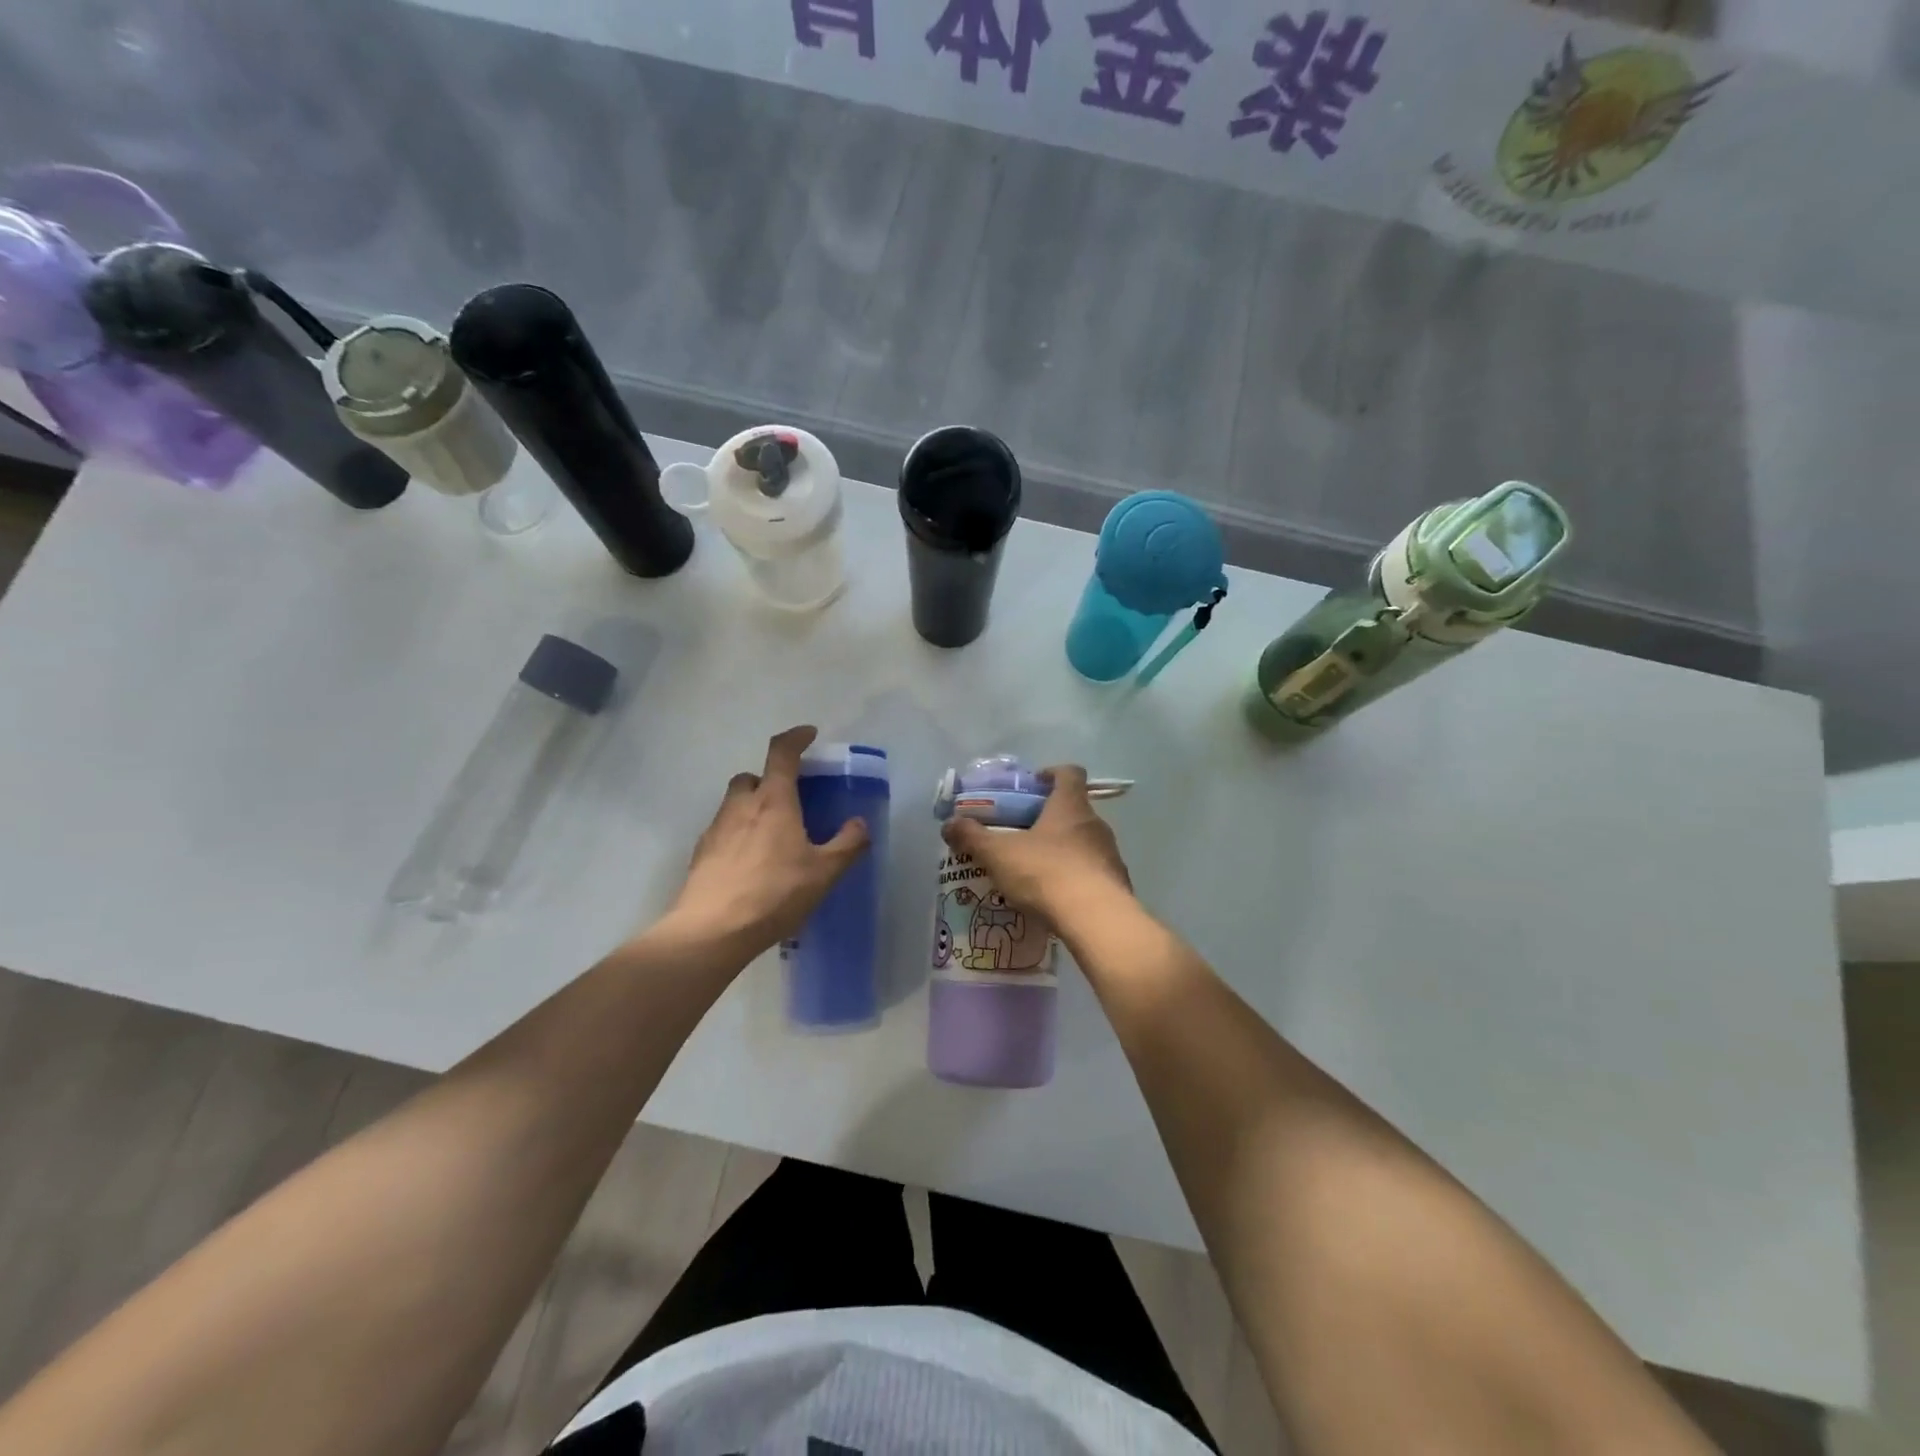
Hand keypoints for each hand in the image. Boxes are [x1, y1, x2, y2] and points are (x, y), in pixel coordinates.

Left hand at [662, 726, 870, 957]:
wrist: (712, 930)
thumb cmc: (774, 894)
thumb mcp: (823, 873)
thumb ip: (847, 844)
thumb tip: (860, 824)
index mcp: (773, 801)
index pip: (781, 753)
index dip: (796, 738)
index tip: (809, 734)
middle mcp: (741, 805)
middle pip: (752, 777)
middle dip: (770, 780)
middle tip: (790, 801)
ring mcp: (716, 828)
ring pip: (735, 804)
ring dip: (753, 808)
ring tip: (772, 838)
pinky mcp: (701, 853)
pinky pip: (723, 831)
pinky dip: (738, 835)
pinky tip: (751, 864)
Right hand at [939, 764, 1132, 928]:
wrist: (1096, 919)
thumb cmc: (1046, 873)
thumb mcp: (999, 854)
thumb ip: (972, 837)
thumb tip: (949, 824)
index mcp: (1070, 806)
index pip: (1069, 773)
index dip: (1052, 773)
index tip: (1033, 784)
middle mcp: (1095, 823)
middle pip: (1075, 809)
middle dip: (1050, 817)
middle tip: (1023, 833)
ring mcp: (1110, 854)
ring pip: (1085, 842)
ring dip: (1063, 849)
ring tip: (1036, 870)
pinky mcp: (1117, 883)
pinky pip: (1093, 872)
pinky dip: (1076, 877)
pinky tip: (1056, 896)